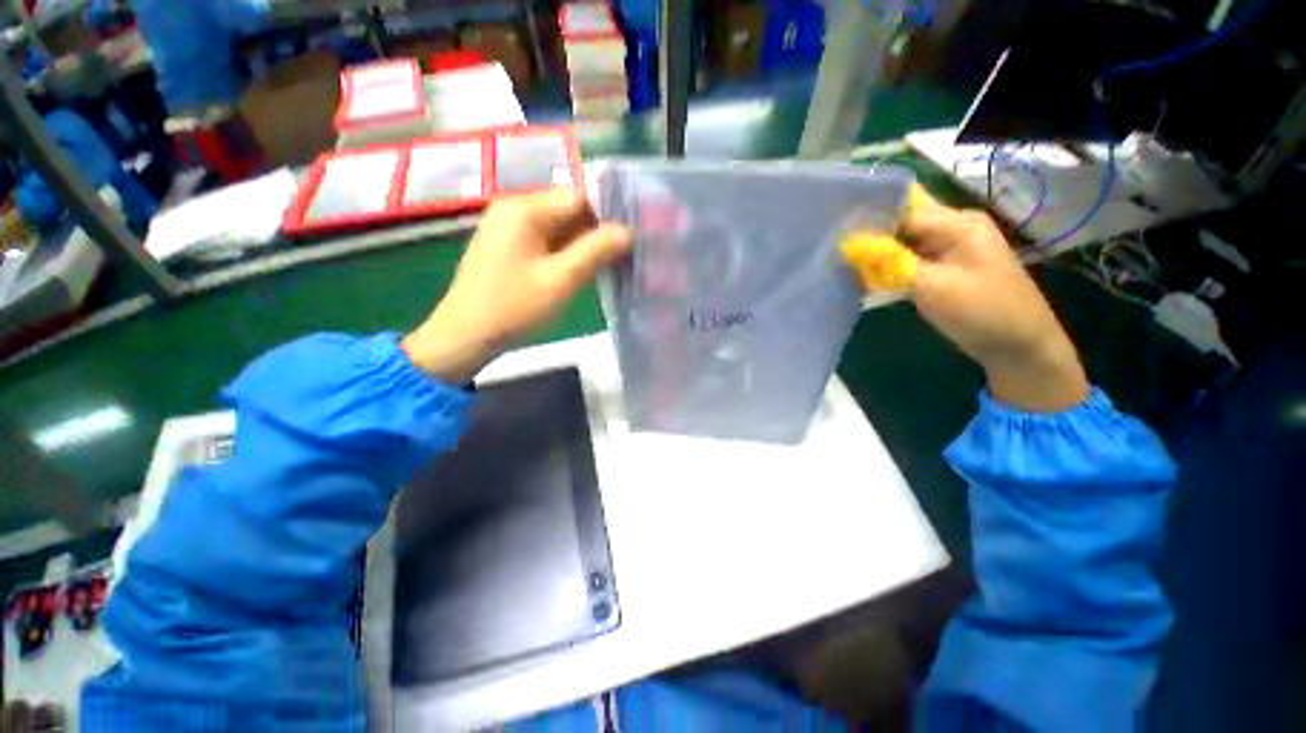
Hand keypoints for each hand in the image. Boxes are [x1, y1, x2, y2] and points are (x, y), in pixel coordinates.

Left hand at [403, 191, 631, 382]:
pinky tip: (583, 272)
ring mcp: (510, 230)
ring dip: (584, 246)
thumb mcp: (561, 280)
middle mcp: (516, 210)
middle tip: (625, 256)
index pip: (579, 197)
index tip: (631, 239)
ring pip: (560, 229)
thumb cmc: (514, 307)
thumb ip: (596, 251)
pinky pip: (548, 243)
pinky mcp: (510, 249)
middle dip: (597, 233)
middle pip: (569, 212)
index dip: (608, 215)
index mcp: (525, 209)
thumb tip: (628, 231)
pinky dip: (567, 255)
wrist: (466, 337)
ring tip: (610, 265)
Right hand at [843, 186, 1088, 411]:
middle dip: (869, 235)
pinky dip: (886, 267)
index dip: (869, 221)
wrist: (1018, 345)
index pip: (903, 211)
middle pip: (901, 223)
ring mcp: (946, 249)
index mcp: (957, 223)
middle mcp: (951, 229)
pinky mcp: (939, 269)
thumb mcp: (933, 286)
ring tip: (842, 261)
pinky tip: (864, 275)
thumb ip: (890, 263)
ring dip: (876, 253)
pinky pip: (906, 260)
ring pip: (901, 243)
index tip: (835, 234)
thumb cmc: (982, 311)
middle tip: (834, 248)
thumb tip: (847, 246)